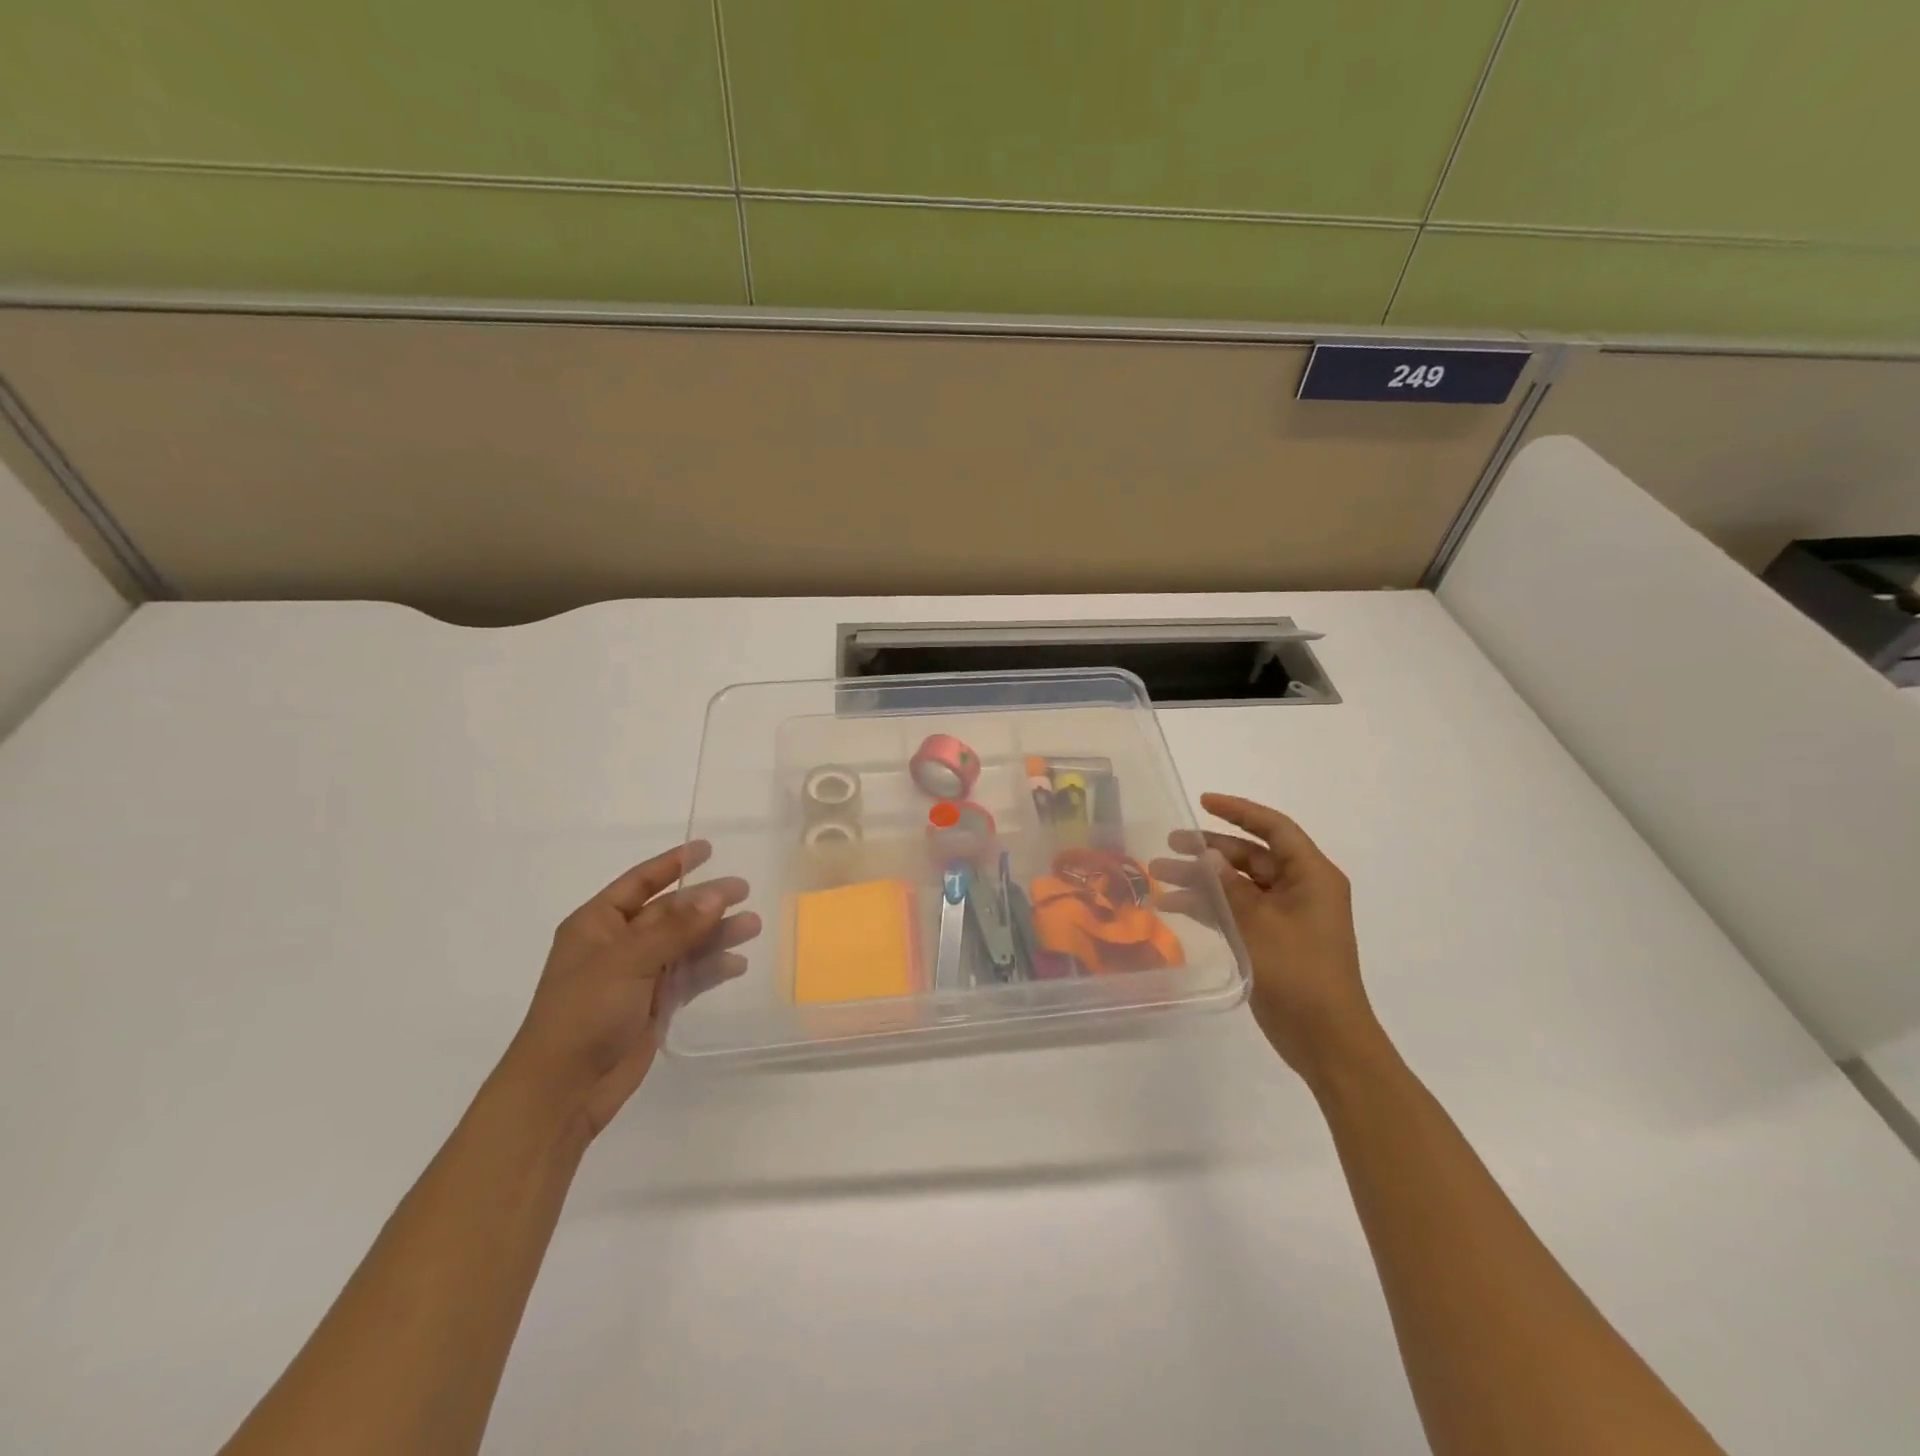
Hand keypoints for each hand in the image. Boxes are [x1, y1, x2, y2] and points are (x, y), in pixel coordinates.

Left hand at [500, 841, 758, 1138]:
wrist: (563, 1090)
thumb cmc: (584, 1013)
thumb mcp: (628, 961)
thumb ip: (676, 928)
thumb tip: (718, 895)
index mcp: (597, 924)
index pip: (639, 883)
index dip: (672, 864)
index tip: (707, 848)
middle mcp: (618, 945)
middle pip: (670, 913)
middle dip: (706, 902)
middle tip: (745, 891)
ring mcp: (636, 976)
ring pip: (684, 945)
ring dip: (716, 935)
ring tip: (752, 927)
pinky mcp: (652, 1006)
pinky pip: (688, 977)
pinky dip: (711, 969)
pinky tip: (737, 965)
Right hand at [1156, 794, 1379, 1085]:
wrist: (1325, 1039)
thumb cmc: (1300, 973)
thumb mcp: (1259, 924)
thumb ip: (1229, 887)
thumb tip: (1206, 854)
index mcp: (1311, 876)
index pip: (1274, 829)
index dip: (1239, 811)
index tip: (1203, 801)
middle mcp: (1299, 889)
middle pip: (1249, 855)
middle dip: (1208, 849)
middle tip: (1169, 843)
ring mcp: (1283, 915)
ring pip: (1236, 883)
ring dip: (1200, 878)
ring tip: (1157, 874)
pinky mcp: (1269, 939)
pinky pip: (1234, 910)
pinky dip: (1207, 905)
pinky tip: (1172, 905)